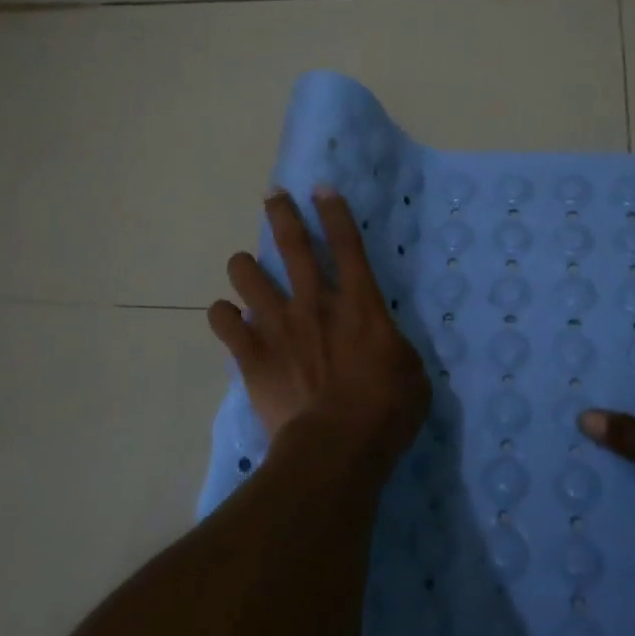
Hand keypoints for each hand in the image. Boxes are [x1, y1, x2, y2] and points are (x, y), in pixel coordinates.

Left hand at [208, 188, 430, 461]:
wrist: (337, 447)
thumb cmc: (386, 410)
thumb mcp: (411, 371)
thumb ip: (390, 346)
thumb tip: (381, 344)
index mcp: (359, 304)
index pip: (347, 245)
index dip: (334, 212)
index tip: (320, 188)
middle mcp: (315, 303)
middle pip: (293, 246)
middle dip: (282, 215)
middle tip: (272, 195)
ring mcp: (279, 327)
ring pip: (249, 277)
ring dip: (244, 266)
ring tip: (243, 264)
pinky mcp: (252, 356)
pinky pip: (225, 323)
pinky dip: (223, 315)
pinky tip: (226, 315)